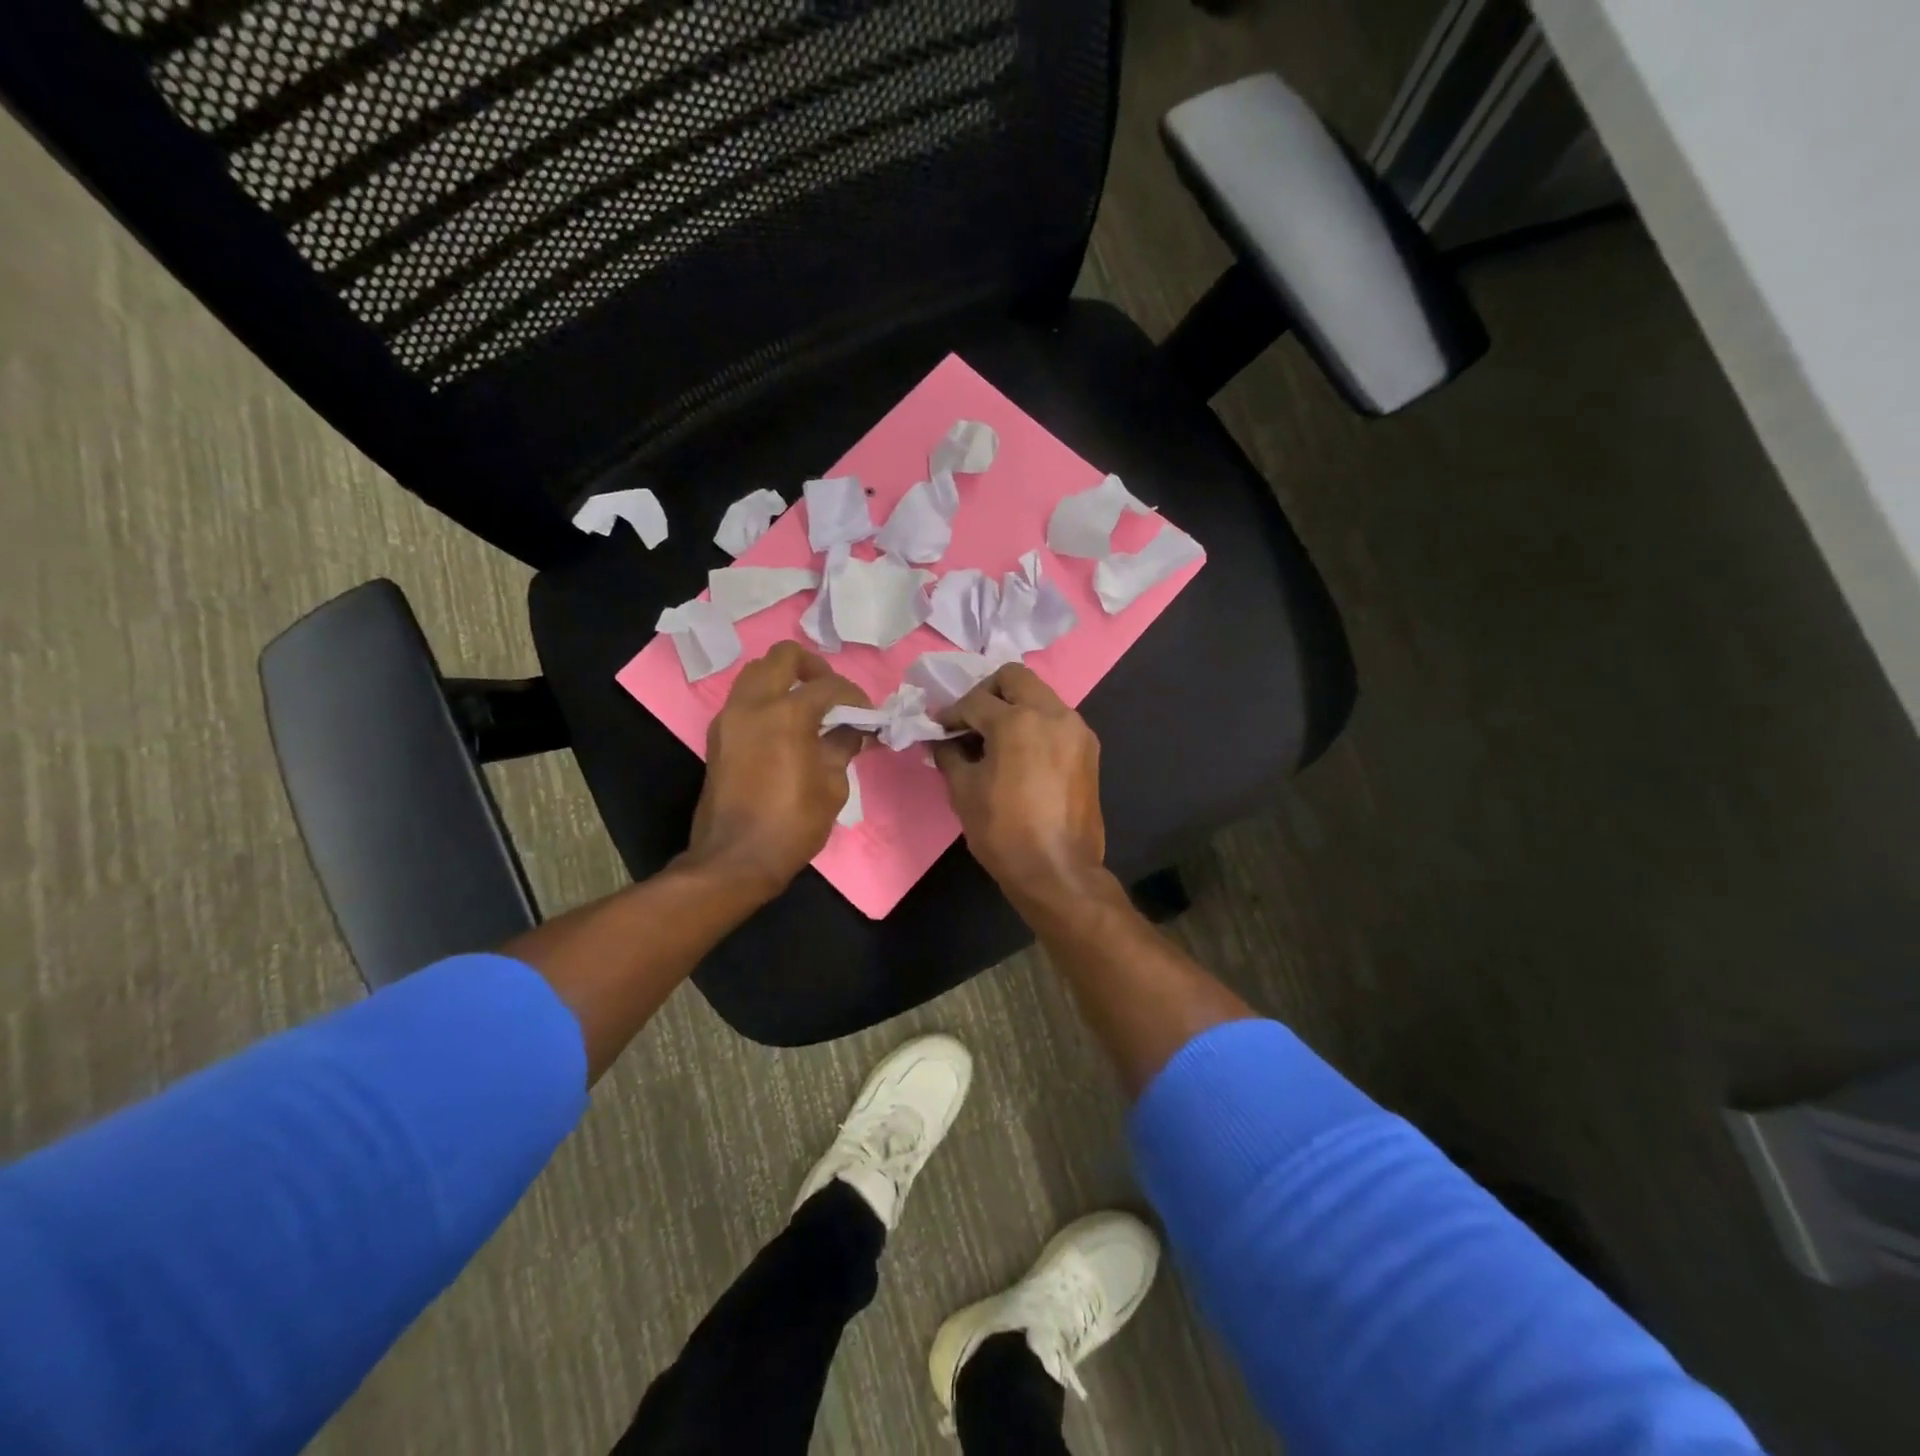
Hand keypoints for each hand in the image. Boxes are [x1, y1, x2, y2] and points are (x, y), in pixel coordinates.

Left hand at [686, 642, 870, 899]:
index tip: (866, 714)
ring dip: (784, 679)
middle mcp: (753, 704)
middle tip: (831, 693)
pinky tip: (784, 726)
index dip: (854, 696)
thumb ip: (842, 748)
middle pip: (782, 657)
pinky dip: (765, 699)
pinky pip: (743, 699)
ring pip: (756, 672)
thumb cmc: (792, 824)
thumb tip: (852, 731)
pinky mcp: (718, 736)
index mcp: (787, 714)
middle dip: (813, 667)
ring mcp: (729, 718)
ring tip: (806, 706)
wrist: (735, 859)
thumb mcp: (832, 787)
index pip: (829, 687)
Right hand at [933, 664, 1105, 905]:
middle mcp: (1052, 714)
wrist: (1058, 871)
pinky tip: (1020, 752)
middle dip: (987, 692)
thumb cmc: (1004, 832)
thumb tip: (943, 741)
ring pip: (1040, 695)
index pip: (976, 701)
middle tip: (970, 719)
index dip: (951, 714)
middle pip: (1015, 678)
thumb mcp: (964, 791)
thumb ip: (950, 755)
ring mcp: (1076, 729)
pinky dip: (1036, 723)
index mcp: (1018, 721)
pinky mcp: (1089, 749)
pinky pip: (1057, 719)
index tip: (939, 728)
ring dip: (1014, 706)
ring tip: (995, 737)